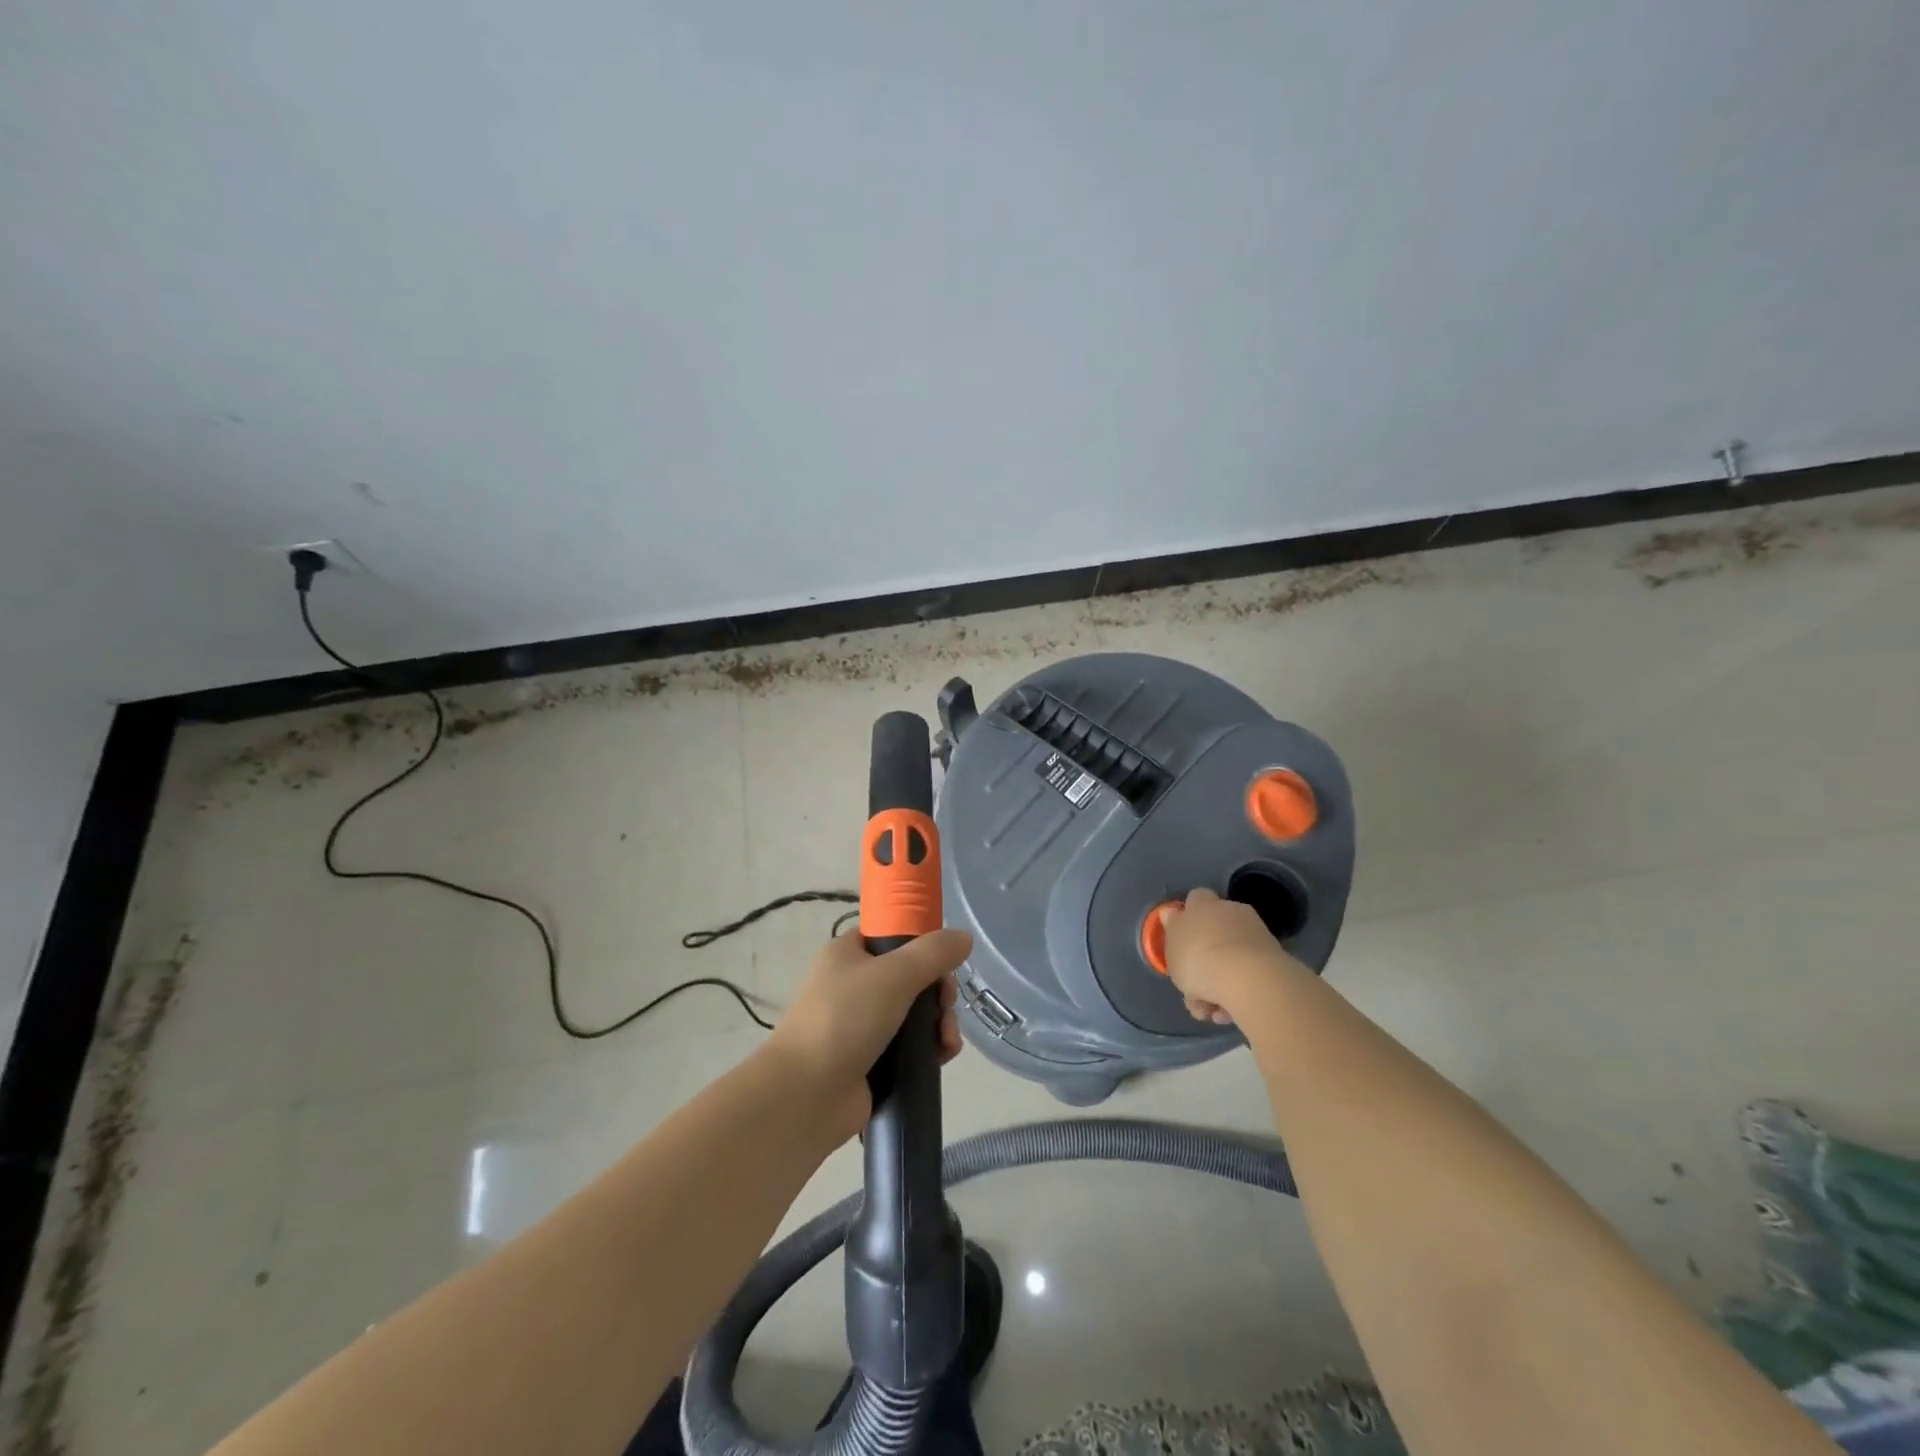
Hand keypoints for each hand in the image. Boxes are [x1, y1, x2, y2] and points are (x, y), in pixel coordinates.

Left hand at [763, 927, 971, 1141]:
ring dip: (939, 1022)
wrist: (807, 1095)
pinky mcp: (870, 1061)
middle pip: (910, 976)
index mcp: (847, 954)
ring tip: (947, 1041)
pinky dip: (929, 1049)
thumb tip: (964, 936)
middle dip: (938, 990)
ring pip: (914, 1014)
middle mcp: (852, 985)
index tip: (944, 961)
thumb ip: (933, 953)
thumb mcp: (894, 975)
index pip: (891, 936)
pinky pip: (909, 1047)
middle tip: (946, 1004)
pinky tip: (943, 1057)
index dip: (921, 944)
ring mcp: (860, 1026)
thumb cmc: (845, 1019)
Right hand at [1161, 887, 1295, 1025]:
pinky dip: (1240, 991)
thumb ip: (1172, 931)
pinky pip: (1249, 974)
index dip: (1189, 917)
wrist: (1248, 978)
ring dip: (1222, 983)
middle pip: (1216, 932)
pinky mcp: (1274, 959)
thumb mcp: (1172, 947)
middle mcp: (1231, 912)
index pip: (1195, 899)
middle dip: (1208, 958)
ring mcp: (1255, 934)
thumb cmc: (1198, 959)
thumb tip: (1171, 915)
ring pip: (1233, 958)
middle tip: (1196, 988)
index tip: (1183, 940)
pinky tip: (1230, 1014)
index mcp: (1203, 904)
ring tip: (1214, 1012)